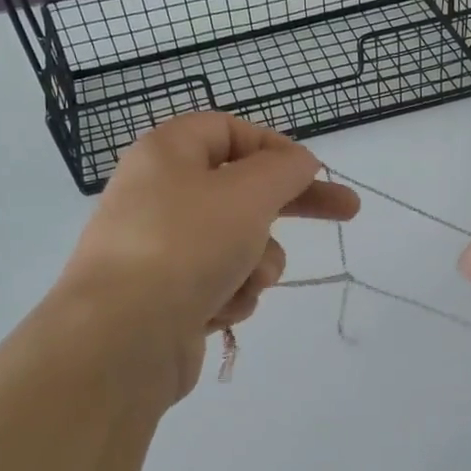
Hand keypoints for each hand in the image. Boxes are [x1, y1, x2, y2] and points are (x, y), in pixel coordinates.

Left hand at [57, 113, 358, 398]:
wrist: (122, 338)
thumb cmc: (186, 246)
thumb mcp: (248, 193)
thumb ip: (285, 170)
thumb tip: (300, 162)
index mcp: (167, 154)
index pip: (229, 131)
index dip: (276, 147)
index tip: (315, 171)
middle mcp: (160, 195)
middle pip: (241, 190)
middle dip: (291, 207)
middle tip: (348, 211)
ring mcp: (162, 249)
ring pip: (239, 243)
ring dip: (257, 263)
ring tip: (245, 279)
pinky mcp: (168, 296)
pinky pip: (220, 283)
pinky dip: (230, 294)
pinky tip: (217, 310)